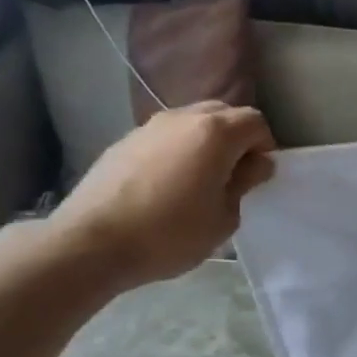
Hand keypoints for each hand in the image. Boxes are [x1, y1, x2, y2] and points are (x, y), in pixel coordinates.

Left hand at [47, 101, 276, 289]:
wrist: (91, 243)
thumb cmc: (169, 233)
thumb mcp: (224, 218)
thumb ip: (244, 184)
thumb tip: (254, 164)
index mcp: (215, 133)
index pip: (255, 122)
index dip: (265, 147)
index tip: (258, 177)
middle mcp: (183, 118)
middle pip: (223, 113)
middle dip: (236, 138)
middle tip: (234, 175)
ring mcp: (149, 126)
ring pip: (191, 122)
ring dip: (205, 143)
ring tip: (199, 180)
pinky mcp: (124, 141)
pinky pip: (165, 137)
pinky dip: (177, 150)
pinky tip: (167, 185)